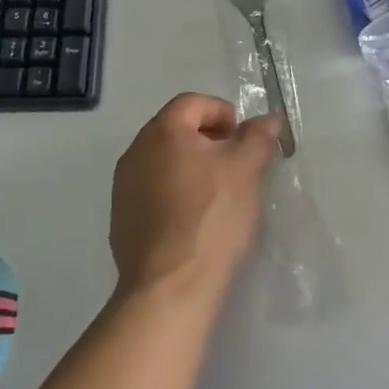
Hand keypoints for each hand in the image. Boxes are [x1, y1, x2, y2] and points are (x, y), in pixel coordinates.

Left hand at [110, 94, 280, 300]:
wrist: (170, 285)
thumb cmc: (211, 215)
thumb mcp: (245, 170)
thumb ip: (257, 137)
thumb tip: (268, 118)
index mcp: (161, 131)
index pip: (193, 103)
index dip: (223, 113)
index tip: (244, 140)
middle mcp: (135, 151)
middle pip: (176, 131)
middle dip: (209, 142)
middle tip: (236, 166)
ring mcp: (123, 186)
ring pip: (163, 163)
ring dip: (191, 168)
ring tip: (218, 195)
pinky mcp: (121, 219)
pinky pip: (152, 192)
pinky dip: (175, 195)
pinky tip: (194, 221)